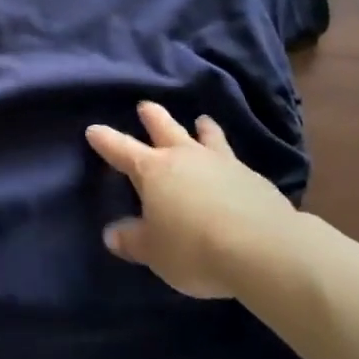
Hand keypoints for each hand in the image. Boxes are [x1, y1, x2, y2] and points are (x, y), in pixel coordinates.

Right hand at [86, 102, 301, 298]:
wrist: (264, 249)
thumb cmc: (194, 248)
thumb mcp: (155, 252)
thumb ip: (132, 240)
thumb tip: (111, 234)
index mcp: (153, 170)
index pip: (121, 150)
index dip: (106, 140)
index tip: (93, 129)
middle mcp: (185, 157)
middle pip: (164, 128)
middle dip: (152, 116)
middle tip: (145, 106)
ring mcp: (222, 163)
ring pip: (206, 136)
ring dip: (201, 127)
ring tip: (201, 120)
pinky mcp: (253, 177)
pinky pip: (233, 158)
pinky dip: (227, 156)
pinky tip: (233, 165)